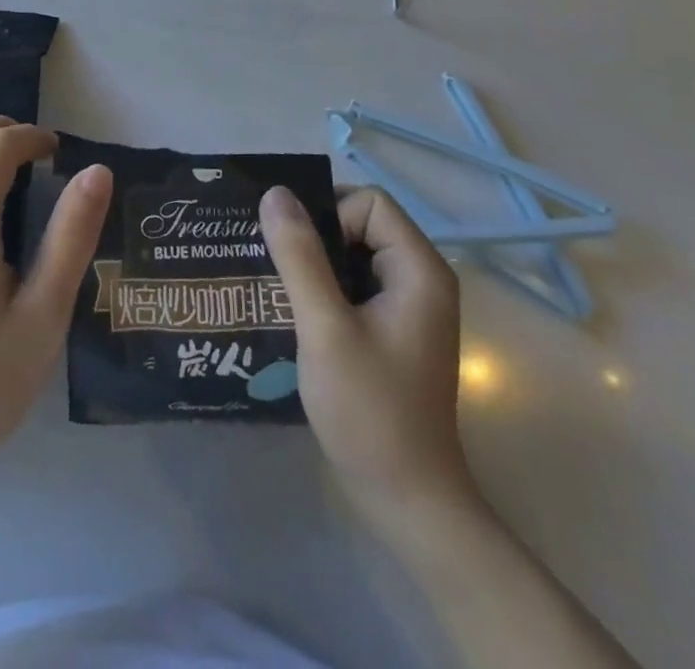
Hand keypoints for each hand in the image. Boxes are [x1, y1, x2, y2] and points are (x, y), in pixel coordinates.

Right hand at [259, 183, 476, 526]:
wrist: (406, 501)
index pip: (369, 203)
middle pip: (361, 223)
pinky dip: (323, 288)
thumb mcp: (325, 327)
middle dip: (315, 236)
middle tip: (274, 262)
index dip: (329, 215)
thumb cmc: (369, 411)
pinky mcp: (392, 329)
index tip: (296, 253)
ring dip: (313, 263)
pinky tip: (293, 311)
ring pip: (353, 254)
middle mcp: (420, 279)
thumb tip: (275, 193)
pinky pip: (354, 284)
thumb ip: (299, 256)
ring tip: (275, 284)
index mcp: (419, 270)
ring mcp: (408, 306)